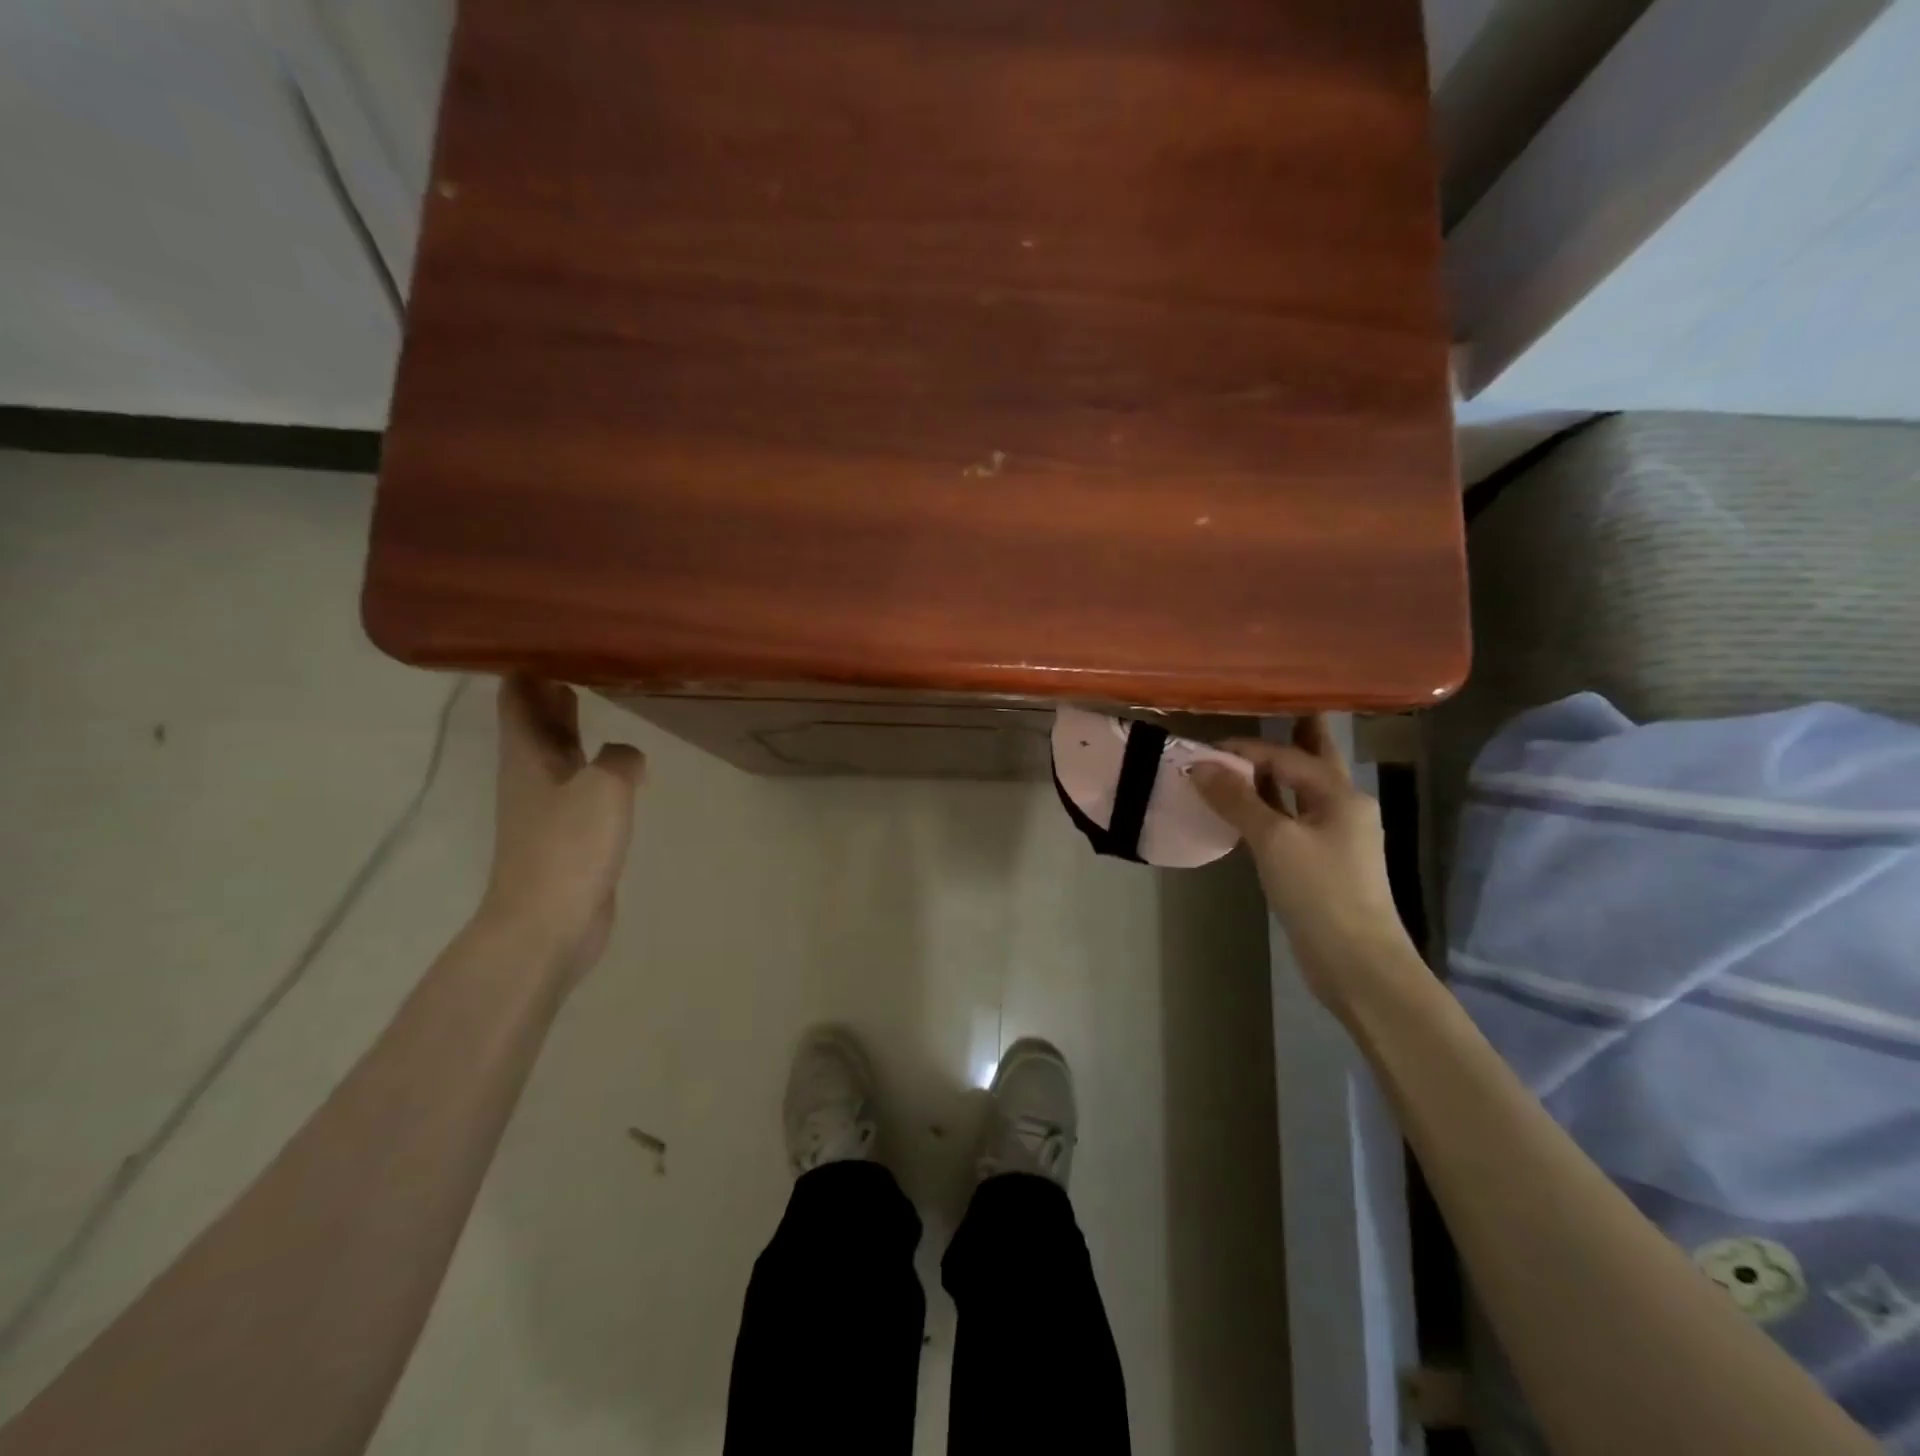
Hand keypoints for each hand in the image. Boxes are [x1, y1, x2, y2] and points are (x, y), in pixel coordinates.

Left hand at [480, 676, 644, 980]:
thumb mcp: (604, 787)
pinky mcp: (567, 834)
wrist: (549, 923)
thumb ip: (620, 758)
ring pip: (559, 750)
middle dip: (552, 687)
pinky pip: (580, 782)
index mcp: (527, 754)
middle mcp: (531, 774)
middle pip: (536, 720)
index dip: (529, 663)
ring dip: (574, 723)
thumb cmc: (569, 846)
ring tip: (600, 693)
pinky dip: (594, 761)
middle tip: (583, 654)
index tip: (552, 635)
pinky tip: (622, 763)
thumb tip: (626, 756)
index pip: (519, 695)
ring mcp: (547, 806)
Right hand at [1190, 715, 1417, 1015]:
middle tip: (1263, 712)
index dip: (1246, 750)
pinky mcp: (1322, 862)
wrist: (1357, 963)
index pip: (1288, 756)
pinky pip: (1293, 819)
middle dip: (1290, 737)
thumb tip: (1199, 765)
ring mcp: (1336, 836)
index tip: (1205, 750)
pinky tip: (1248, 809)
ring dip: (1273, 775)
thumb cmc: (1320, 892)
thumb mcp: (1274, 841)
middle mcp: (1343, 807)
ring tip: (1242, 757)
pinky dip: (1270, 807)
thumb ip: (1238, 799)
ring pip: (1300, 792)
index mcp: (1340, 794)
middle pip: (1312, 761)